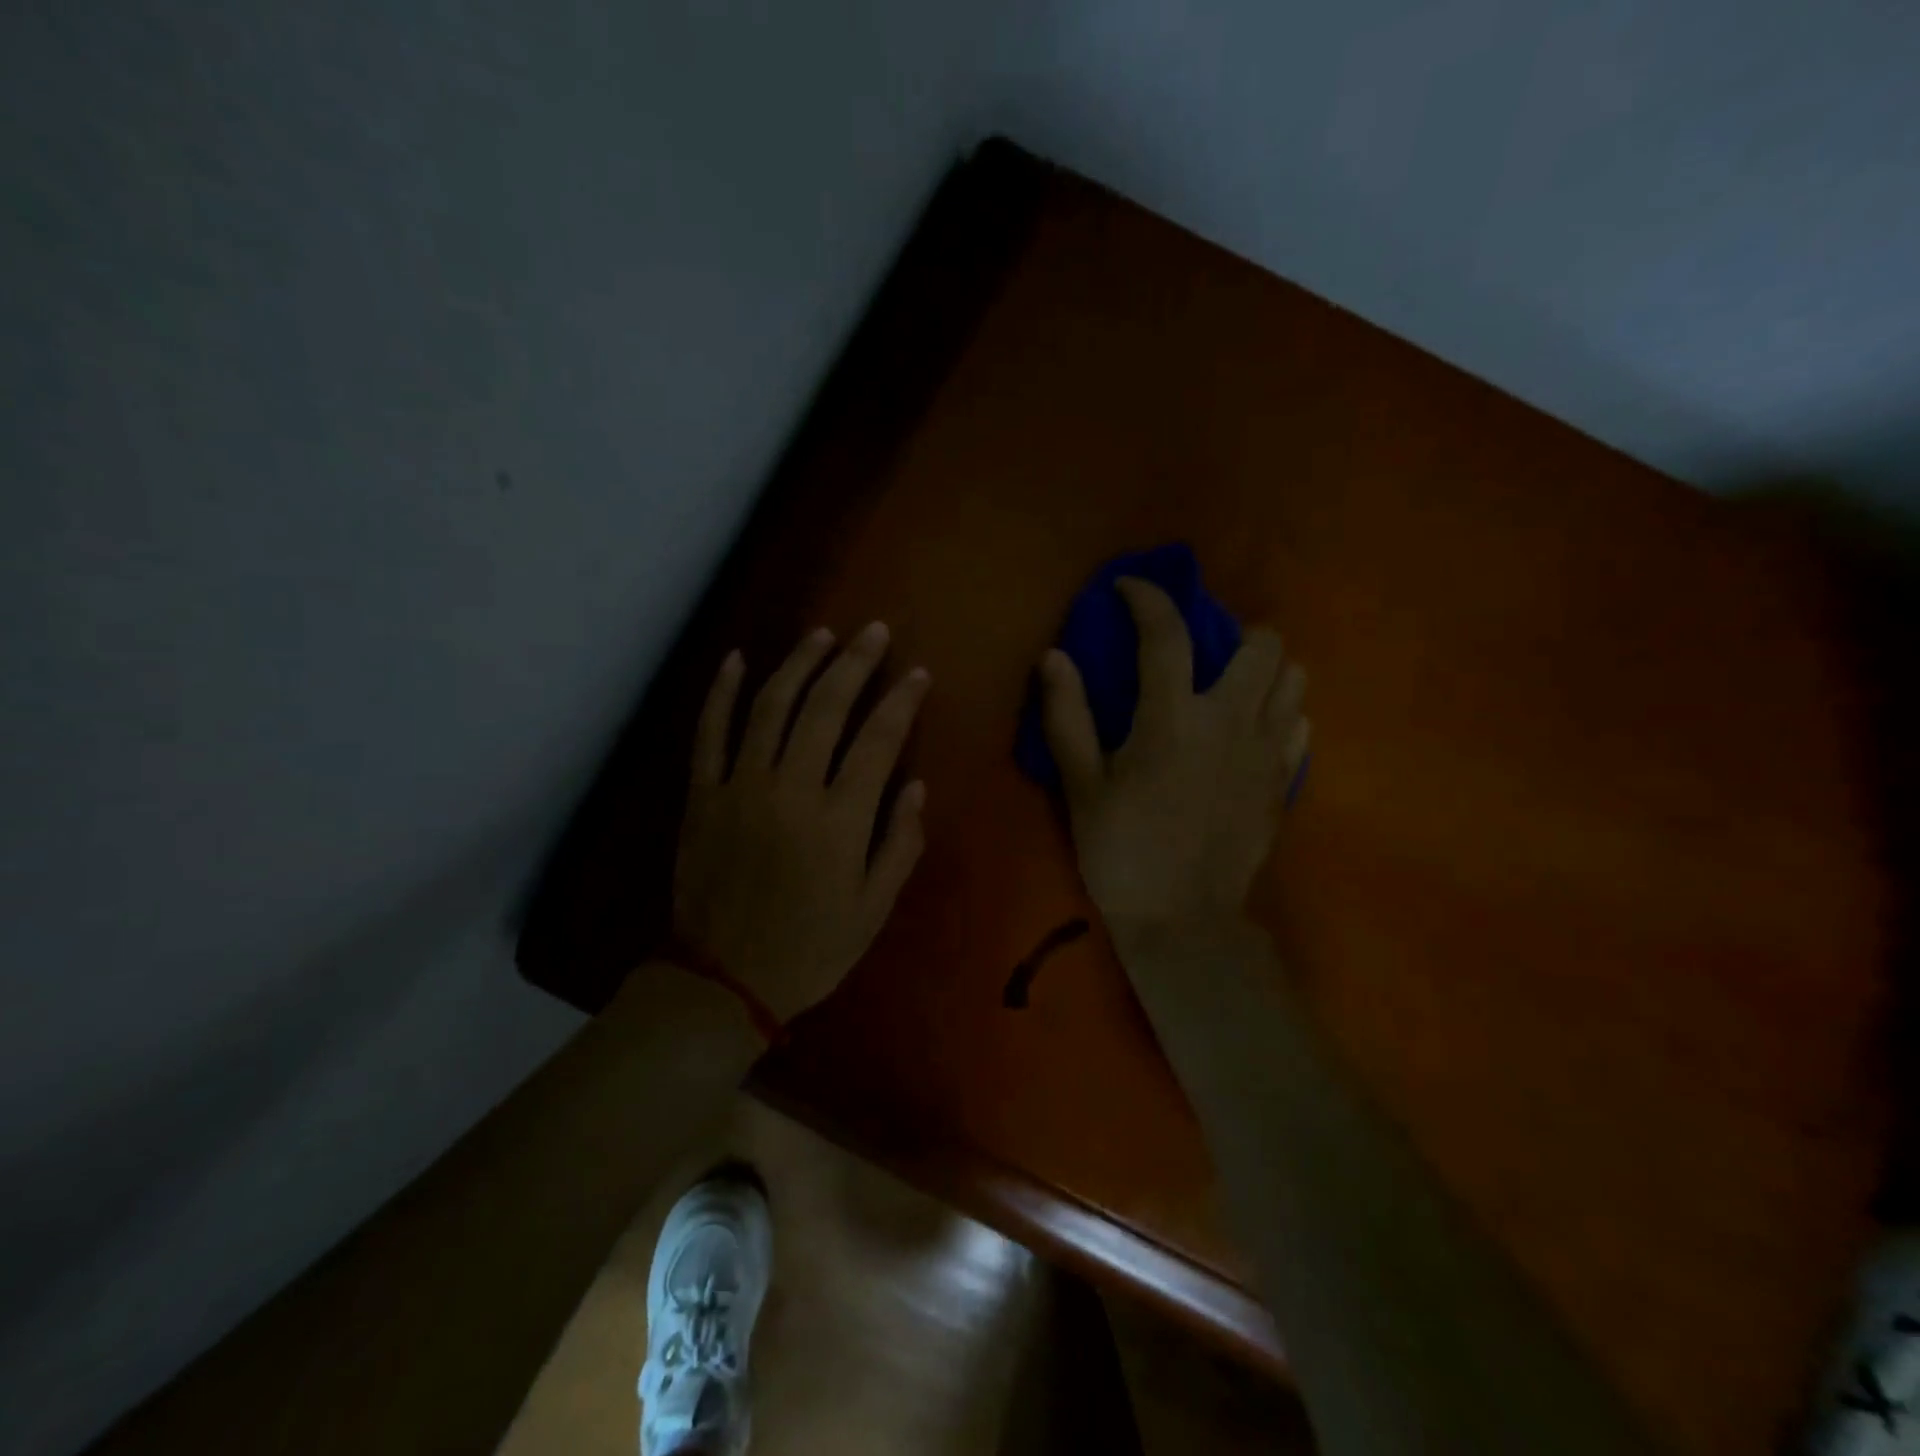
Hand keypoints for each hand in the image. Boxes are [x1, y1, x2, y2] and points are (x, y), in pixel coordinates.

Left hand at [672, 622, 929, 1021]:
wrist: (722, 981)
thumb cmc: (809, 948)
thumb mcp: (873, 910)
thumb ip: (900, 845)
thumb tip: (917, 786)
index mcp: (838, 821)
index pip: (878, 741)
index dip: (901, 701)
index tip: (917, 673)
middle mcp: (790, 790)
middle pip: (825, 708)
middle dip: (854, 663)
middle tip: (873, 631)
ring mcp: (739, 787)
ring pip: (770, 707)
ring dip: (798, 664)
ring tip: (821, 635)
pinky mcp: (702, 795)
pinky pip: (709, 733)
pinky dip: (721, 693)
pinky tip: (737, 659)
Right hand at [1038, 579, 1307, 943]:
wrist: (1185, 922)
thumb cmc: (1122, 852)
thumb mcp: (1081, 785)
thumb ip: (1068, 715)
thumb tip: (1054, 656)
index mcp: (1173, 718)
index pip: (1166, 632)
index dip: (1147, 598)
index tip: (1128, 588)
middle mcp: (1232, 721)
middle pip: (1262, 643)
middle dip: (1229, 632)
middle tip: (1197, 655)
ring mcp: (1268, 751)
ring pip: (1293, 678)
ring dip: (1261, 671)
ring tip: (1227, 690)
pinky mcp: (1284, 781)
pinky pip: (1299, 724)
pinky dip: (1277, 714)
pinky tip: (1246, 734)